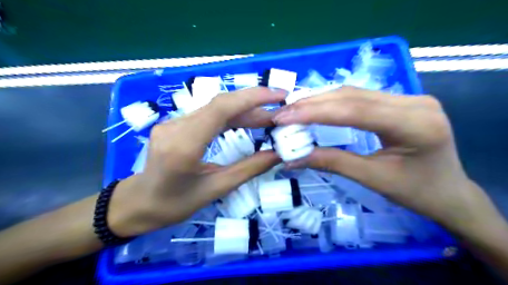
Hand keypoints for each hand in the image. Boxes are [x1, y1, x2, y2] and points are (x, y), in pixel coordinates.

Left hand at [107, 87, 284, 238]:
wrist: (139, 202)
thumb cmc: (175, 204)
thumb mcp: (215, 190)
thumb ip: (248, 169)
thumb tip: (277, 155)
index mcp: (183, 146)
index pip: (221, 109)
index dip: (252, 98)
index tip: (278, 96)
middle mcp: (176, 126)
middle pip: (220, 104)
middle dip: (253, 103)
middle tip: (279, 110)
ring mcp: (173, 122)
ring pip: (216, 108)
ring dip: (244, 111)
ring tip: (268, 119)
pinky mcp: (176, 123)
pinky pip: (209, 115)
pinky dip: (232, 117)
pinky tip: (247, 122)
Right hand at [272, 86, 501, 235]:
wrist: (449, 192)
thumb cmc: (416, 192)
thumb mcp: (372, 179)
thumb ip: (332, 162)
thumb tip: (292, 159)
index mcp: (415, 123)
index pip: (355, 110)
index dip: (315, 112)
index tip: (284, 117)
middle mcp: (414, 101)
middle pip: (352, 96)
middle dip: (312, 104)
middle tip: (283, 113)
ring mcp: (408, 97)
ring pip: (353, 93)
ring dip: (320, 101)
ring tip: (293, 110)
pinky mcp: (400, 101)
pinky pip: (360, 97)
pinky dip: (332, 102)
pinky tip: (315, 107)